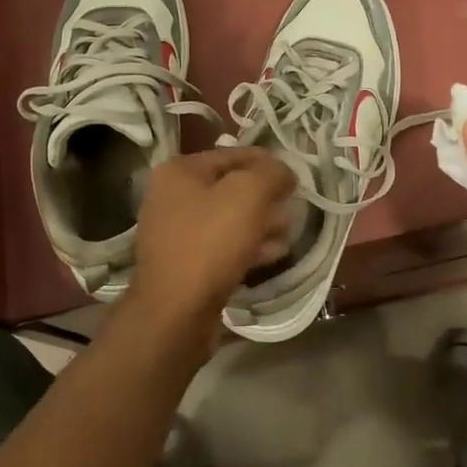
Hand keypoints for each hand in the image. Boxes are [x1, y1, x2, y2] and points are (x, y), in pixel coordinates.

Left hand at [128, 147, 295, 355]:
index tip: (295, 177)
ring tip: (288, 231)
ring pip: (228, 218)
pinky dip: (248, 246)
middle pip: (231, 187)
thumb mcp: (249, 194)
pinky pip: (222, 245)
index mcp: (179, 171)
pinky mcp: (184, 264)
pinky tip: (273, 253)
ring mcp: (175, 232)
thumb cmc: (210, 242)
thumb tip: (284, 172)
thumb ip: (271, 173)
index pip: (233, 154)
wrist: (175, 312)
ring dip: (261, 222)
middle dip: (265, 196)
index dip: (268, 163)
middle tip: (293, 206)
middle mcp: (171, 197)